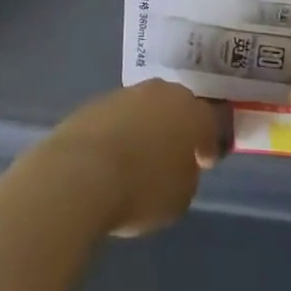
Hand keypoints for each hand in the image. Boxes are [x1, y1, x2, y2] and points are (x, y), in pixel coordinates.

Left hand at [32, 80, 223, 236]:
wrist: (80, 174)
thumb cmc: (141, 189)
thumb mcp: (180, 197)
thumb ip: (186, 175)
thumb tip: (178, 165)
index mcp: (191, 113)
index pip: (209, 123)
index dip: (208, 145)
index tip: (204, 163)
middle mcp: (162, 93)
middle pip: (176, 106)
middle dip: (177, 126)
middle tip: (173, 152)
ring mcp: (126, 94)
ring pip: (145, 107)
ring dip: (146, 126)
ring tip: (139, 155)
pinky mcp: (96, 102)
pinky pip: (117, 117)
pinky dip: (119, 131)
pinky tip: (112, 155)